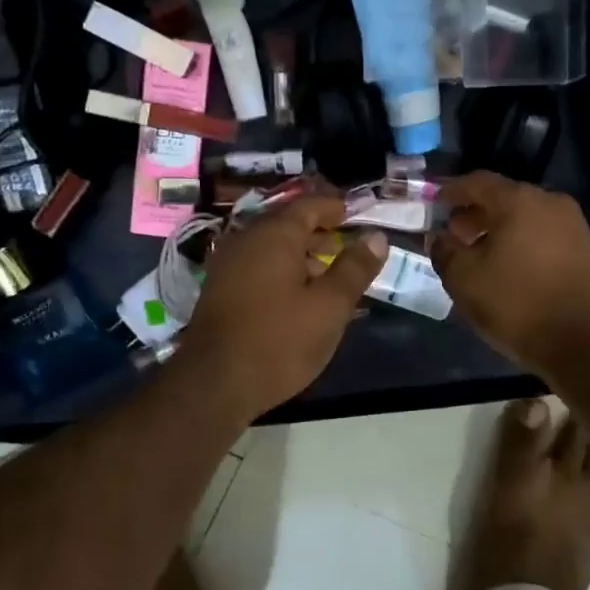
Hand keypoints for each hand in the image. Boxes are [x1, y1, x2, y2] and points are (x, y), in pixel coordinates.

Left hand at [175, 191, 387, 420]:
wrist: (213, 385)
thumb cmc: (279, 340)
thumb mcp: (329, 306)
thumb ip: (355, 269)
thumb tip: (376, 237)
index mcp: (274, 235)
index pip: (309, 205)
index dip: (335, 207)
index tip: (357, 214)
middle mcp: (246, 240)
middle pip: (289, 224)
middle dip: (320, 232)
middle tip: (349, 247)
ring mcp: (228, 264)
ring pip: (272, 247)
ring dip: (302, 255)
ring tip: (329, 276)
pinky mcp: (220, 290)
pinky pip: (258, 266)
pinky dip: (282, 271)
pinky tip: (298, 296)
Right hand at [430, 172, 589, 379]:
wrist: (582, 343)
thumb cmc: (517, 304)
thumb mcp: (464, 280)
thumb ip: (445, 251)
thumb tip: (442, 239)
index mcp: (518, 200)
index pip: (477, 181)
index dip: (451, 192)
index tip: (434, 204)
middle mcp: (549, 201)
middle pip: (503, 197)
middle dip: (475, 213)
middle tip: (454, 235)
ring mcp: (572, 224)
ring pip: (525, 216)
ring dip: (498, 228)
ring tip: (478, 254)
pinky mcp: (585, 248)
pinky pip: (542, 232)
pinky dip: (521, 240)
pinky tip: (507, 266)